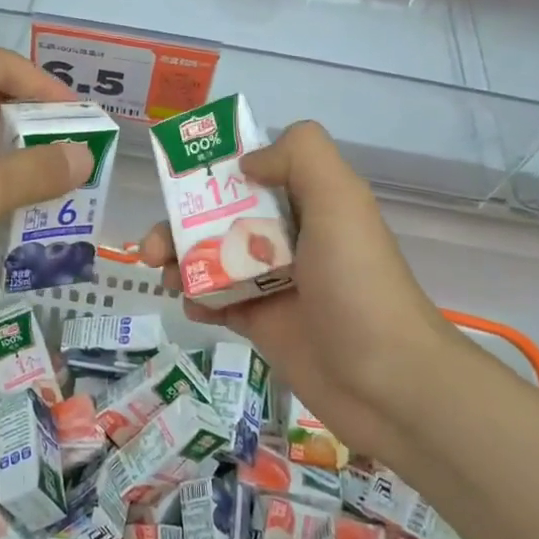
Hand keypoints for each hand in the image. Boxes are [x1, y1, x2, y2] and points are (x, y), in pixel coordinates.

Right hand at [141, 121, 459, 459]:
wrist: (387, 382)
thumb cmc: (358, 283)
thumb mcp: (340, 200)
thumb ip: (299, 156)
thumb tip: (246, 162)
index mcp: (310, 201)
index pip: (255, 170)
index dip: (215, 168)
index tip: (180, 177)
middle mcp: (291, 236)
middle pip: (222, 214)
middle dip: (181, 221)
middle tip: (152, 245)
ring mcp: (274, 282)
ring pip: (213, 257)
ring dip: (179, 259)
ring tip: (162, 275)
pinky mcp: (262, 323)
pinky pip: (217, 300)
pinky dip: (197, 299)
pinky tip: (192, 307)